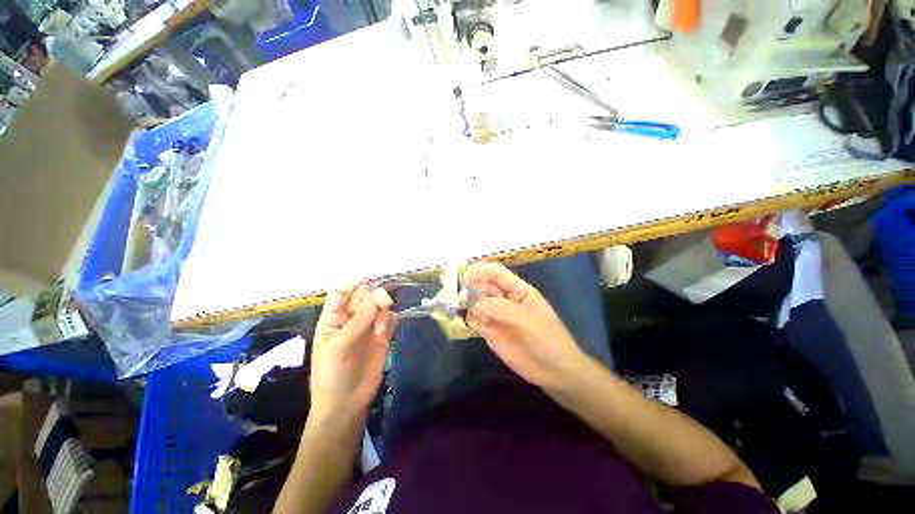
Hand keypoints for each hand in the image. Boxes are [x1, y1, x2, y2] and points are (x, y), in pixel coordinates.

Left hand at [309, 283, 394, 422]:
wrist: (346, 404)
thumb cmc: (331, 376)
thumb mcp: (337, 348)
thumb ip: (355, 323)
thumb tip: (374, 298)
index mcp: (333, 319)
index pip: (341, 293)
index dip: (352, 283)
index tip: (367, 279)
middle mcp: (351, 319)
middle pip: (364, 296)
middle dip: (373, 297)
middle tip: (382, 303)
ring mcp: (367, 327)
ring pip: (379, 307)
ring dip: (382, 312)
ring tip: (379, 331)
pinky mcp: (381, 337)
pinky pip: (388, 320)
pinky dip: (388, 321)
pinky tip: (383, 335)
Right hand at [465, 263, 585, 389]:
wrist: (555, 372)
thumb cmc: (548, 339)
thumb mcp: (528, 320)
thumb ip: (502, 309)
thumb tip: (475, 303)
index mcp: (519, 290)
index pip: (497, 274)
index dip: (483, 270)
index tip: (467, 273)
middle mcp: (505, 300)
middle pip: (484, 286)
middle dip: (472, 286)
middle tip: (461, 294)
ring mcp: (496, 316)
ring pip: (477, 302)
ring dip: (468, 302)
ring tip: (460, 305)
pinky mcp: (490, 332)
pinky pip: (475, 320)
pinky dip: (468, 318)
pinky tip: (467, 319)